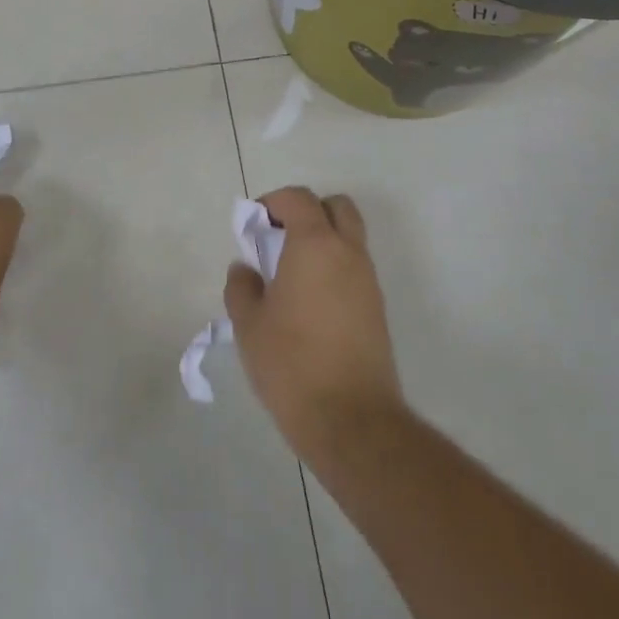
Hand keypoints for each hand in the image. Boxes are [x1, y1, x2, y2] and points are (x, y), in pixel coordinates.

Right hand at [225, 187, 404, 462]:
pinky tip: (309, 302)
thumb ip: (241, 287)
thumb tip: (245, 269)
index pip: (299, 199)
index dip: (273, 202)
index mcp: (315, 245)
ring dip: (322, 240)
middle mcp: (348, 253)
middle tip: (279, 238)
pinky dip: (333, 267)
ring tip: (290, 274)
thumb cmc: (291, 363)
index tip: (254, 225)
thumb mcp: (249, 324)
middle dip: (307, 212)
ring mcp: (368, 280)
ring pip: (349, 238)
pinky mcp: (377, 308)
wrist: (351, 419)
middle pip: (336, 207)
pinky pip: (355, 268)